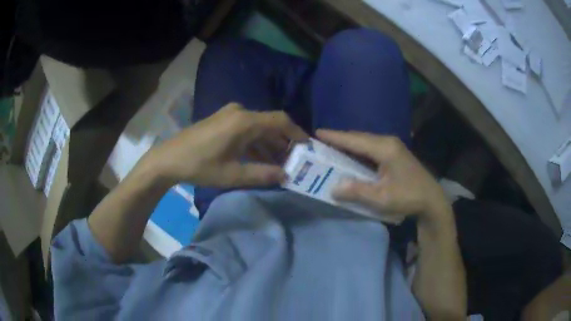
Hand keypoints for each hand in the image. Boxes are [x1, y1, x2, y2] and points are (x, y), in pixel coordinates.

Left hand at [144, 103, 307, 187]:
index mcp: (244, 121)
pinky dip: (255, 143)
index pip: (280, 121)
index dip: (296, 133)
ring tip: (279, 164)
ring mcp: (229, 115)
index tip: (308, 147)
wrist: (168, 159)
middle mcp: (240, 112)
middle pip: (270, 124)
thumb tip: (286, 176)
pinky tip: (260, 159)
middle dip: (283, 142)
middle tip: (294, 161)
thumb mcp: (233, 174)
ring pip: (258, 128)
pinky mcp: (222, 121)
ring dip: (269, 144)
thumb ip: (262, 174)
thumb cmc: (200, 166)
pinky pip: (246, 129)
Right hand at [316, 129, 450, 223]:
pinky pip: (372, 147)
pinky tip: (352, 156)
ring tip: (332, 147)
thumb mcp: (381, 198)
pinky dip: (359, 150)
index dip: (334, 136)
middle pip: (359, 137)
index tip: (316, 133)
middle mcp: (388, 142)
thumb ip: (357, 191)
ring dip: (349, 144)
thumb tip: (333, 188)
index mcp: (384, 149)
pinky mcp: (395, 153)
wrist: (432, 199)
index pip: (354, 140)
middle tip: (320, 142)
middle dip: (340, 139)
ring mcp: (393, 146)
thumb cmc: (408, 197)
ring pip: (366, 141)